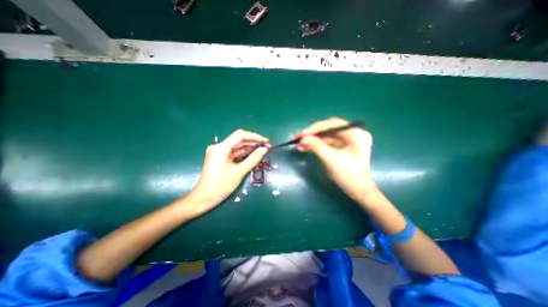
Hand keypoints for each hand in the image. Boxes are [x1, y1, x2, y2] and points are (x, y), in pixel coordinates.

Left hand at [188, 128, 270, 214]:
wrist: (204, 198)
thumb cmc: (221, 186)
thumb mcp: (239, 172)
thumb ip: (253, 159)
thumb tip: (264, 149)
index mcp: (221, 148)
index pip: (240, 135)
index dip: (255, 137)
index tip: (266, 141)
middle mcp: (219, 147)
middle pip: (239, 140)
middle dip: (254, 143)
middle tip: (267, 147)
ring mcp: (220, 152)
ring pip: (238, 146)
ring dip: (250, 148)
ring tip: (263, 150)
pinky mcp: (221, 158)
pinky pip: (235, 153)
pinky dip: (244, 154)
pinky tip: (254, 155)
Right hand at [295, 117, 377, 205]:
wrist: (359, 191)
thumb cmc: (349, 176)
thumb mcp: (332, 160)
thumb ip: (317, 147)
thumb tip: (302, 139)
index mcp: (356, 133)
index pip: (332, 124)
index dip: (315, 128)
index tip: (301, 134)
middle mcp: (352, 133)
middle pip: (328, 129)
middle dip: (312, 134)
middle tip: (297, 138)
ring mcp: (347, 140)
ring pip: (325, 136)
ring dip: (312, 140)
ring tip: (298, 145)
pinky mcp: (341, 146)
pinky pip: (326, 142)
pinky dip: (316, 145)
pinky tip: (305, 147)